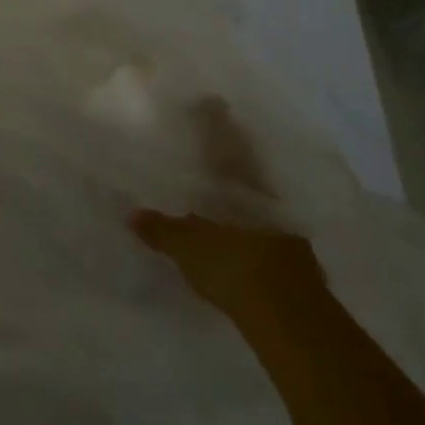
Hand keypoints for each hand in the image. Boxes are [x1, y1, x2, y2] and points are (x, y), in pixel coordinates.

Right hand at [131, 99, 323, 325]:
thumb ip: (161, 228)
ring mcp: (286, 232)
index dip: (218, 123)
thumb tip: (132, 214)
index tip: (212, 102)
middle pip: (249, 170)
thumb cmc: (235, 267)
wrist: (291, 322)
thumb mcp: (188, 245)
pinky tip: (238, 236)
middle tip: (213, 146)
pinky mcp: (293, 264)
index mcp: (245, 184)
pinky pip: (265, 233)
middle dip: (234, 158)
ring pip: (260, 201)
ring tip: (220, 193)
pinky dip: (250, 229)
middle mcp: (270, 199)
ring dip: (243, 195)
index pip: (228, 143)